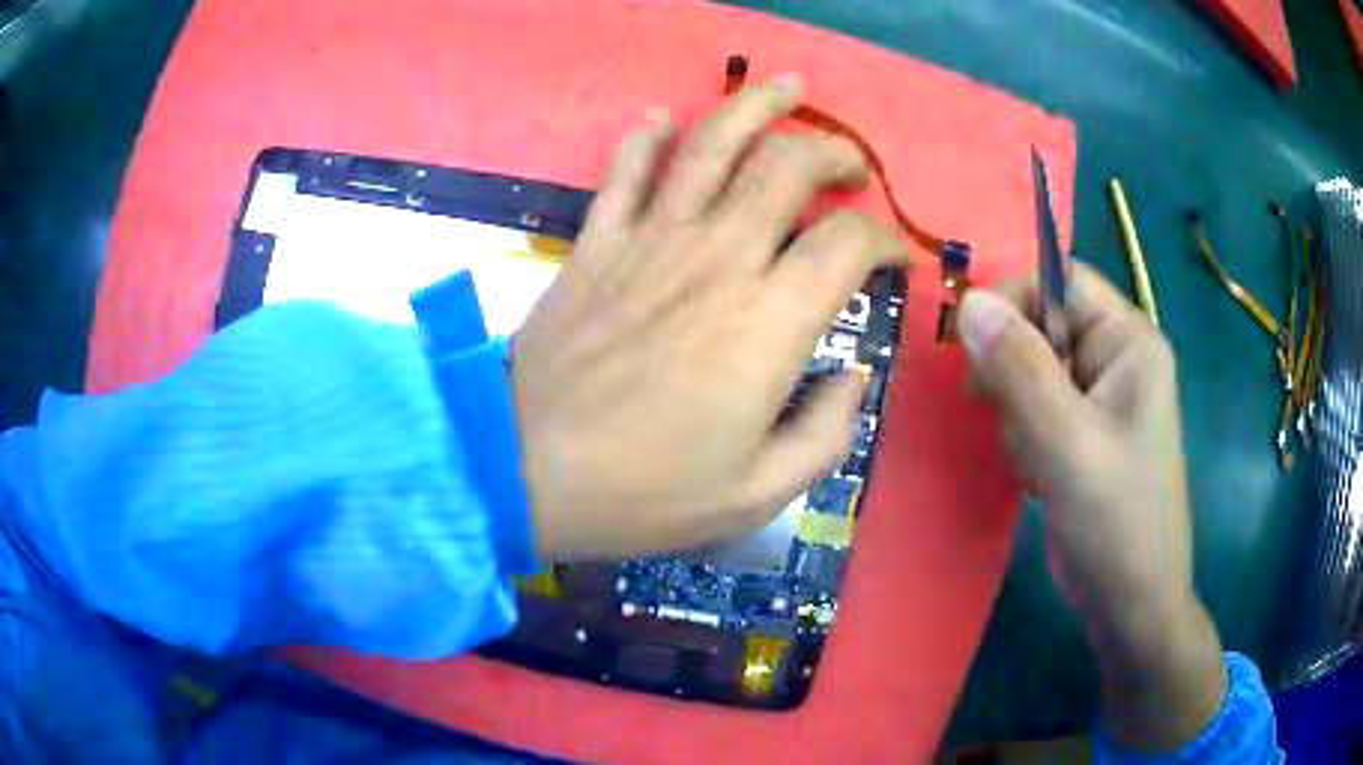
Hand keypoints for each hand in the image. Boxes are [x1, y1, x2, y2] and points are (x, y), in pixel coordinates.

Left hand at [513, 79, 908, 561]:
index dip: (885, 239)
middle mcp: (717, 258)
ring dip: (757, 106)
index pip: (849, 242)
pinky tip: (662, 121)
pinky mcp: (596, 243)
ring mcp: (650, 241)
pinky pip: (625, 171)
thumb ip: (826, 433)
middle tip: (852, 166)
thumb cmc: (644, 492)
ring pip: (711, 144)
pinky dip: (646, 138)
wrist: (522, 470)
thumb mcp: (759, 493)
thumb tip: (852, 379)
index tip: (895, 259)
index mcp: (769, 320)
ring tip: (788, 88)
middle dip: (832, 151)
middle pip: (787, 165)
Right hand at [957, 265, 1224, 752]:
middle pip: (1042, 325)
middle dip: (1015, 371)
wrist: (1130, 605)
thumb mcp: (1068, 444)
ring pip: (1030, 370)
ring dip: (1018, 412)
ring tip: (1036, 461)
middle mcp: (1115, 359)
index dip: (1015, 298)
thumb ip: (1020, 370)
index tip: (973, 345)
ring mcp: (1098, 399)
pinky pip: (1034, 408)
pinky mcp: (1080, 434)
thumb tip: (968, 302)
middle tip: (1009, 418)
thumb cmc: (1117, 523)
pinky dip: (1024, 436)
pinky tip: (1037, 474)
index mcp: (1129, 343)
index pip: (1062, 281)